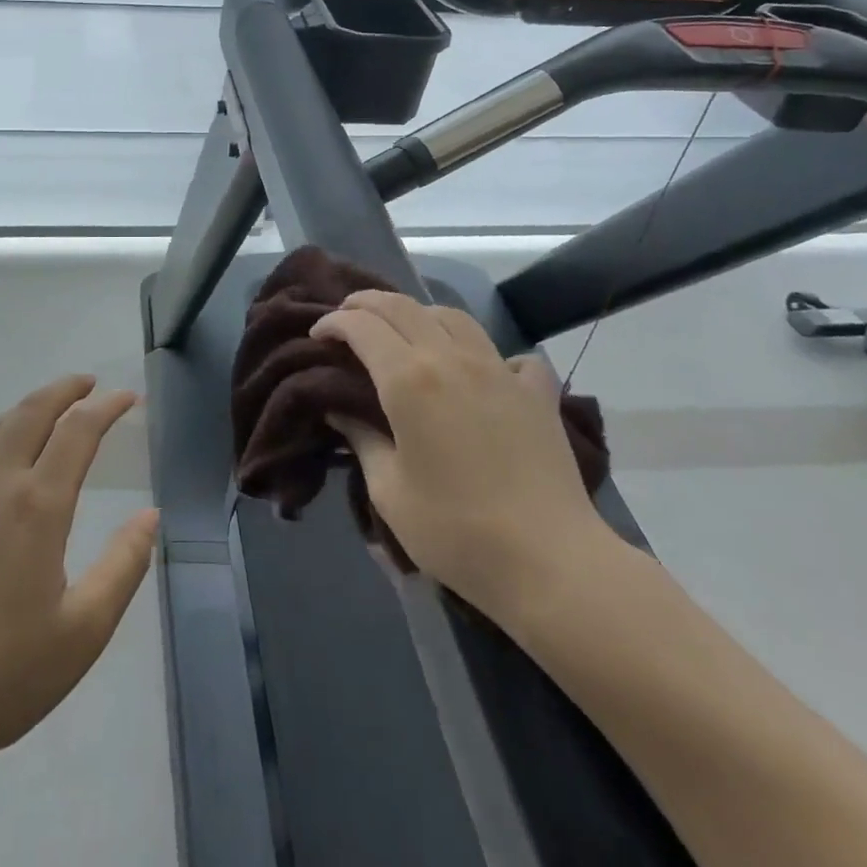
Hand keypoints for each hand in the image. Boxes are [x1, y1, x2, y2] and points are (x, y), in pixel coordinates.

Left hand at [0, 376, 157, 777]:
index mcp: (36, 506)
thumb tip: (150, 515)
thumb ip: (124, 565)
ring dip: (28, 409)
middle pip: (31, 411)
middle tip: (88, 383)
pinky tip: (0, 463)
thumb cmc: (3, 675)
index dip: (106, 406)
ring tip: (50, 410)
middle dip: (64, 389)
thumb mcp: (83, 631)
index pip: (78, 430)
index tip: (127, 397)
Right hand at [312, 292, 609, 622]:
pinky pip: (510, 355)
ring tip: (406, 333)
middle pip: (402, 306)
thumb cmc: (455, 530)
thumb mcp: (388, 490)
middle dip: (366, 303)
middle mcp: (450, 358)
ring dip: (419, 314)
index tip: (317, 336)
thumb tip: (341, 410)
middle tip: (346, 317)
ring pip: (452, 316)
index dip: (333, 323)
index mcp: (408, 379)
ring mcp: (498, 369)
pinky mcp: (536, 392)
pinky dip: (490, 354)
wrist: (549, 562)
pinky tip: (485, 372)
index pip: (361, 326)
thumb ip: (362, 439)